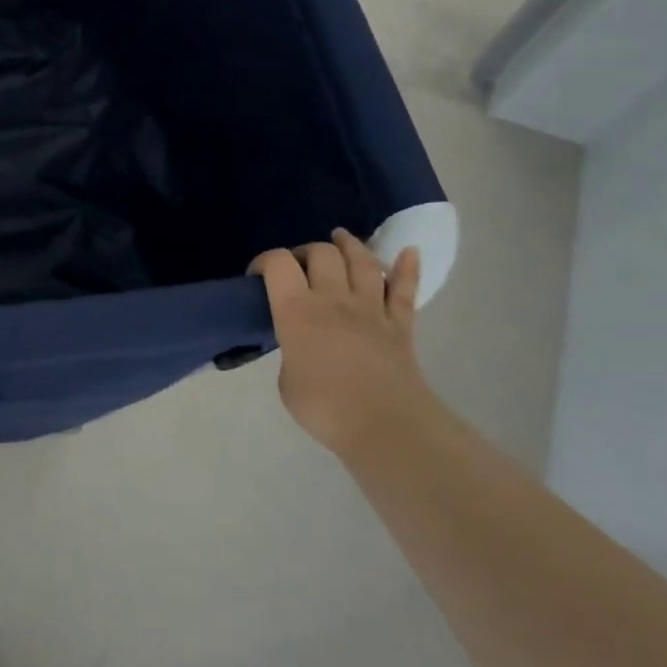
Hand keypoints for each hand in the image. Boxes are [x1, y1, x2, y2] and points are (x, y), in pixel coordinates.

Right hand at [249, 229, 434, 454]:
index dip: (265, 261)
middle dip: (307, 251)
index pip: (279, 264)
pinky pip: (405, 290)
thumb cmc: (324, 407)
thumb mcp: (285, 380)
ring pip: (363, 262)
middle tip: (299, 265)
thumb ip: (291, 351)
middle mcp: (334, 299)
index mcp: (297, 311)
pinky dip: (408, 268)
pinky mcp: (400, 325)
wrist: (385, 426)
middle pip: (323, 253)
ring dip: (351, 246)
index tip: (258, 275)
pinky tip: (409, 252)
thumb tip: (301, 347)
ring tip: (341, 239)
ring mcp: (371, 309)